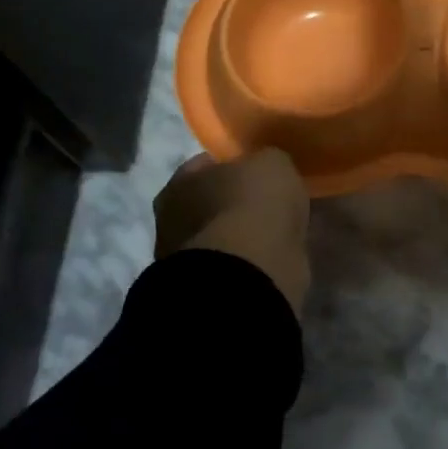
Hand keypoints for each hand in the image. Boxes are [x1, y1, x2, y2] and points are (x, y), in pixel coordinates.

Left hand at [153, 149, 310, 316]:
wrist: (250, 272)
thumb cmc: (253, 206)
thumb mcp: (272, 163)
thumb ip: (265, 161)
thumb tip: (265, 168)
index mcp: (179, 183)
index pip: (205, 164)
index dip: (233, 164)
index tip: (258, 170)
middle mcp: (172, 220)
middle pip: (209, 202)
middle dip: (235, 202)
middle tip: (267, 202)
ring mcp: (187, 259)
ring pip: (221, 235)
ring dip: (242, 234)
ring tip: (275, 232)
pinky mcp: (207, 288)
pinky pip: (234, 263)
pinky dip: (250, 260)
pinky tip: (274, 255)